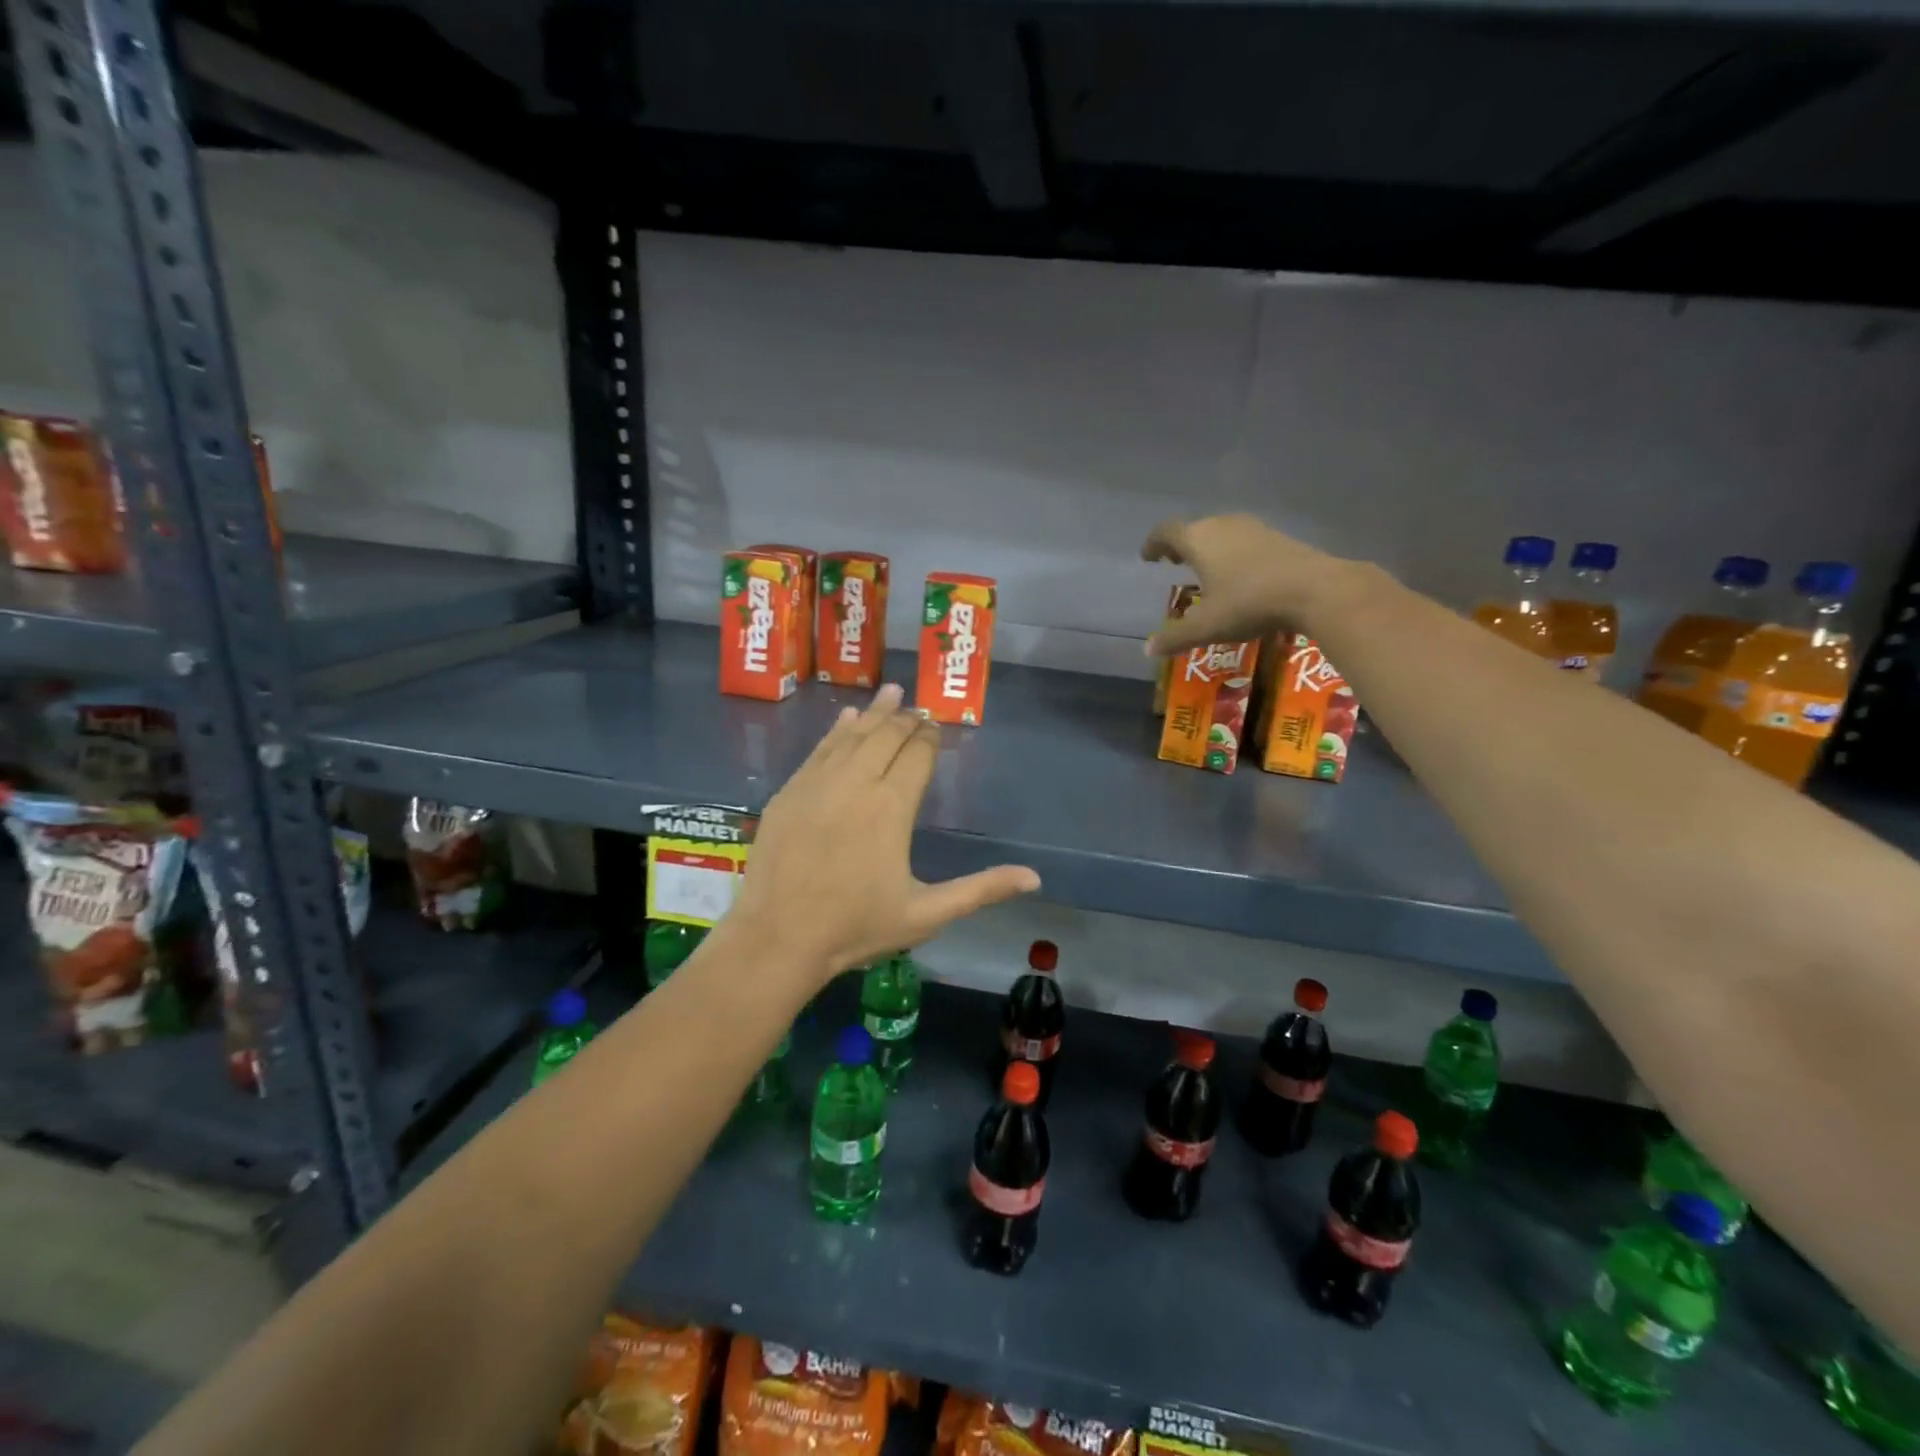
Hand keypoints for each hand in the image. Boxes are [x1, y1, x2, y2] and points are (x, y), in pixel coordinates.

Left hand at [728, 684, 1041, 983]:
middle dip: (906, 719)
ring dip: (874, 713)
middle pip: (885, 737)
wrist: (778, 938)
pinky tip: (845, 718)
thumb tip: (1034, 877)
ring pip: (852, 736)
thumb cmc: (856, 927)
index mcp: (891, 807)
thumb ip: (981, 889)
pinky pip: (819, 750)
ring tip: (891, 691)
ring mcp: (817, 784)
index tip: (937, 725)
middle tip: (919, 706)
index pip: (917, 755)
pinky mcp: (789, 793)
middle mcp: (856, 783)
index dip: (929, 737)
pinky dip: (836, 730)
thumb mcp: (927, 914)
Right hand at [1141, 514, 1342, 655]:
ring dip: (1209, 549)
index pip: (1166, 532)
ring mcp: (1254, 529)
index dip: (1154, 544)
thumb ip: (1175, 637)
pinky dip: (1232, 553)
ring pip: (1221, 532)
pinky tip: (1239, 576)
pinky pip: (1244, 541)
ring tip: (1205, 571)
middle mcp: (1223, 525)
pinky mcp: (1279, 538)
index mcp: (1198, 540)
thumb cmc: (1249, 603)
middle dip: (1181, 545)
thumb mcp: (1206, 627)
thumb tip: (1148, 650)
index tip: (1148, 557)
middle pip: (1194, 528)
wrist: (1316, 590)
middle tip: (1174, 563)